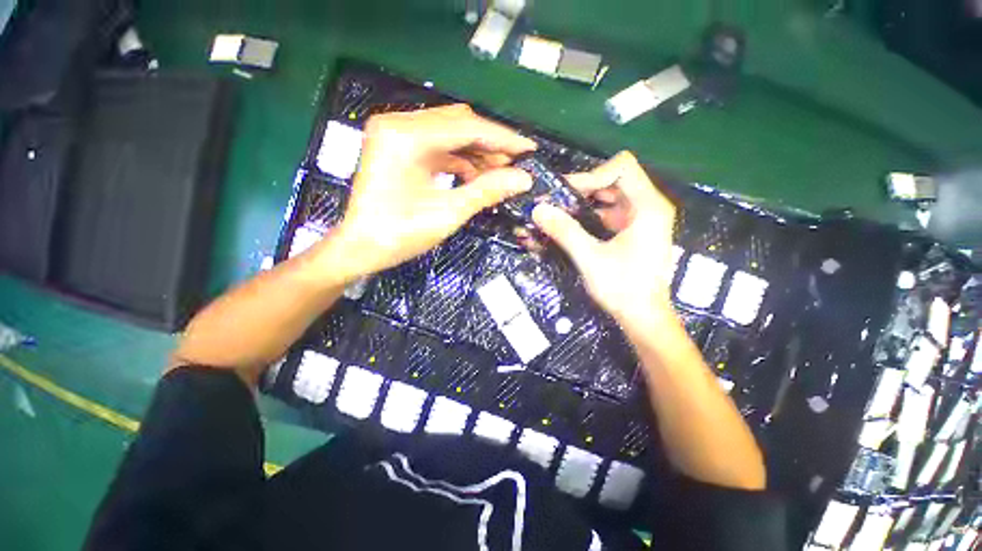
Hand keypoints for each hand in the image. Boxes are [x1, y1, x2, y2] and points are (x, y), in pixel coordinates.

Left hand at [329, 104, 535, 279]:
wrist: (360, 248)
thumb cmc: (399, 234)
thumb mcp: (448, 213)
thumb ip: (486, 191)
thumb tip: (524, 179)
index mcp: (406, 136)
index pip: (466, 127)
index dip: (501, 138)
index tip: (529, 148)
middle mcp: (398, 124)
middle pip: (457, 124)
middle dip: (489, 144)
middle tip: (515, 165)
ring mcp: (395, 134)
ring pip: (449, 133)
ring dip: (476, 152)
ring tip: (499, 173)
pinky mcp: (397, 147)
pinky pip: (437, 146)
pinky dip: (459, 159)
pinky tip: (475, 175)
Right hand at [532, 152, 676, 327]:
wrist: (643, 317)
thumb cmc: (623, 289)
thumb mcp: (590, 258)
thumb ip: (565, 231)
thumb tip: (538, 209)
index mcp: (648, 207)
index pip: (623, 167)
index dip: (592, 175)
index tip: (567, 193)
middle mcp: (649, 206)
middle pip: (615, 179)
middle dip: (583, 188)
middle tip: (556, 201)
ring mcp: (642, 219)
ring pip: (610, 196)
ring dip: (584, 201)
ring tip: (558, 211)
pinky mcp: (633, 231)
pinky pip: (609, 212)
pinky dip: (589, 214)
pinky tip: (571, 224)